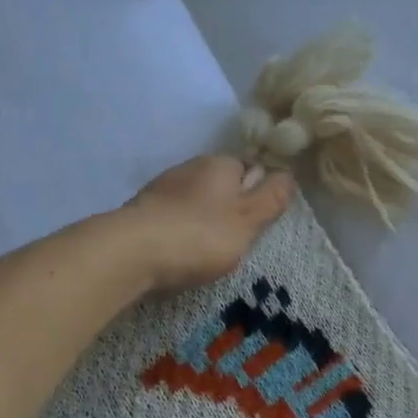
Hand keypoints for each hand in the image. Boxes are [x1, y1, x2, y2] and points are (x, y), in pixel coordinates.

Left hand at [122, 155, 296, 291]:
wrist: (130, 252)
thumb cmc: (199, 235)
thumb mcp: (248, 220)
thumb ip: (271, 198)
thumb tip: (288, 174)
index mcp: (220, 164)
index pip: (250, 168)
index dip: (259, 193)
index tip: (259, 222)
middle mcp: (190, 167)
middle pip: (222, 185)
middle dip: (230, 209)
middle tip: (236, 242)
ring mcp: (162, 188)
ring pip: (196, 202)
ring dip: (204, 222)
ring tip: (206, 253)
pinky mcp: (142, 212)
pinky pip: (172, 218)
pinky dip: (180, 233)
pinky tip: (180, 254)